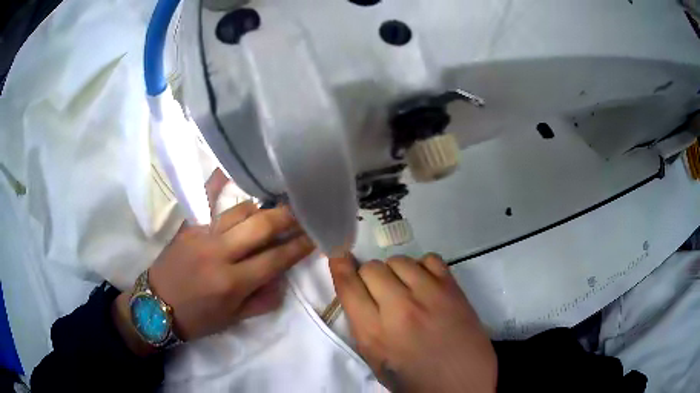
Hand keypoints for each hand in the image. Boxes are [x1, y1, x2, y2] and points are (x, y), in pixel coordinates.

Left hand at [114, 169, 314, 352]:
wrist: (155, 307)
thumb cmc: (196, 319)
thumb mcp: (233, 319)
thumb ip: (262, 300)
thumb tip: (281, 278)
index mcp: (232, 282)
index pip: (276, 259)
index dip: (300, 246)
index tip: (317, 235)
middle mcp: (219, 253)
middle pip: (262, 226)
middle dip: (288, 217)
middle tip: (304, 211)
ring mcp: (202, 234)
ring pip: (240, 210)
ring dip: (263, 208)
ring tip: (276, 206)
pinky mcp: (188, 225)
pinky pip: (206, 199)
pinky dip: (218, 182)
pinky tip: (230, 169)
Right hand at [329, 254, 496, 392]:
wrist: (462, 384)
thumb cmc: (415, 380)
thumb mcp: (376, 362)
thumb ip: (363, 327)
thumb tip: (359, 294)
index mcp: (374, 333)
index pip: (348, 286)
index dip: (340, 267)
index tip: (339, 257)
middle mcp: (399, 309)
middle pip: (372, 267)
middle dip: (370, 276)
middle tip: (381, 292)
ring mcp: (429, 295)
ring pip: (399, 260)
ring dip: (396, 272)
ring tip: (405, 289)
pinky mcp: (452, 289)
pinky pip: (429, 259)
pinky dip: (423, 268)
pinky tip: (427, 284)